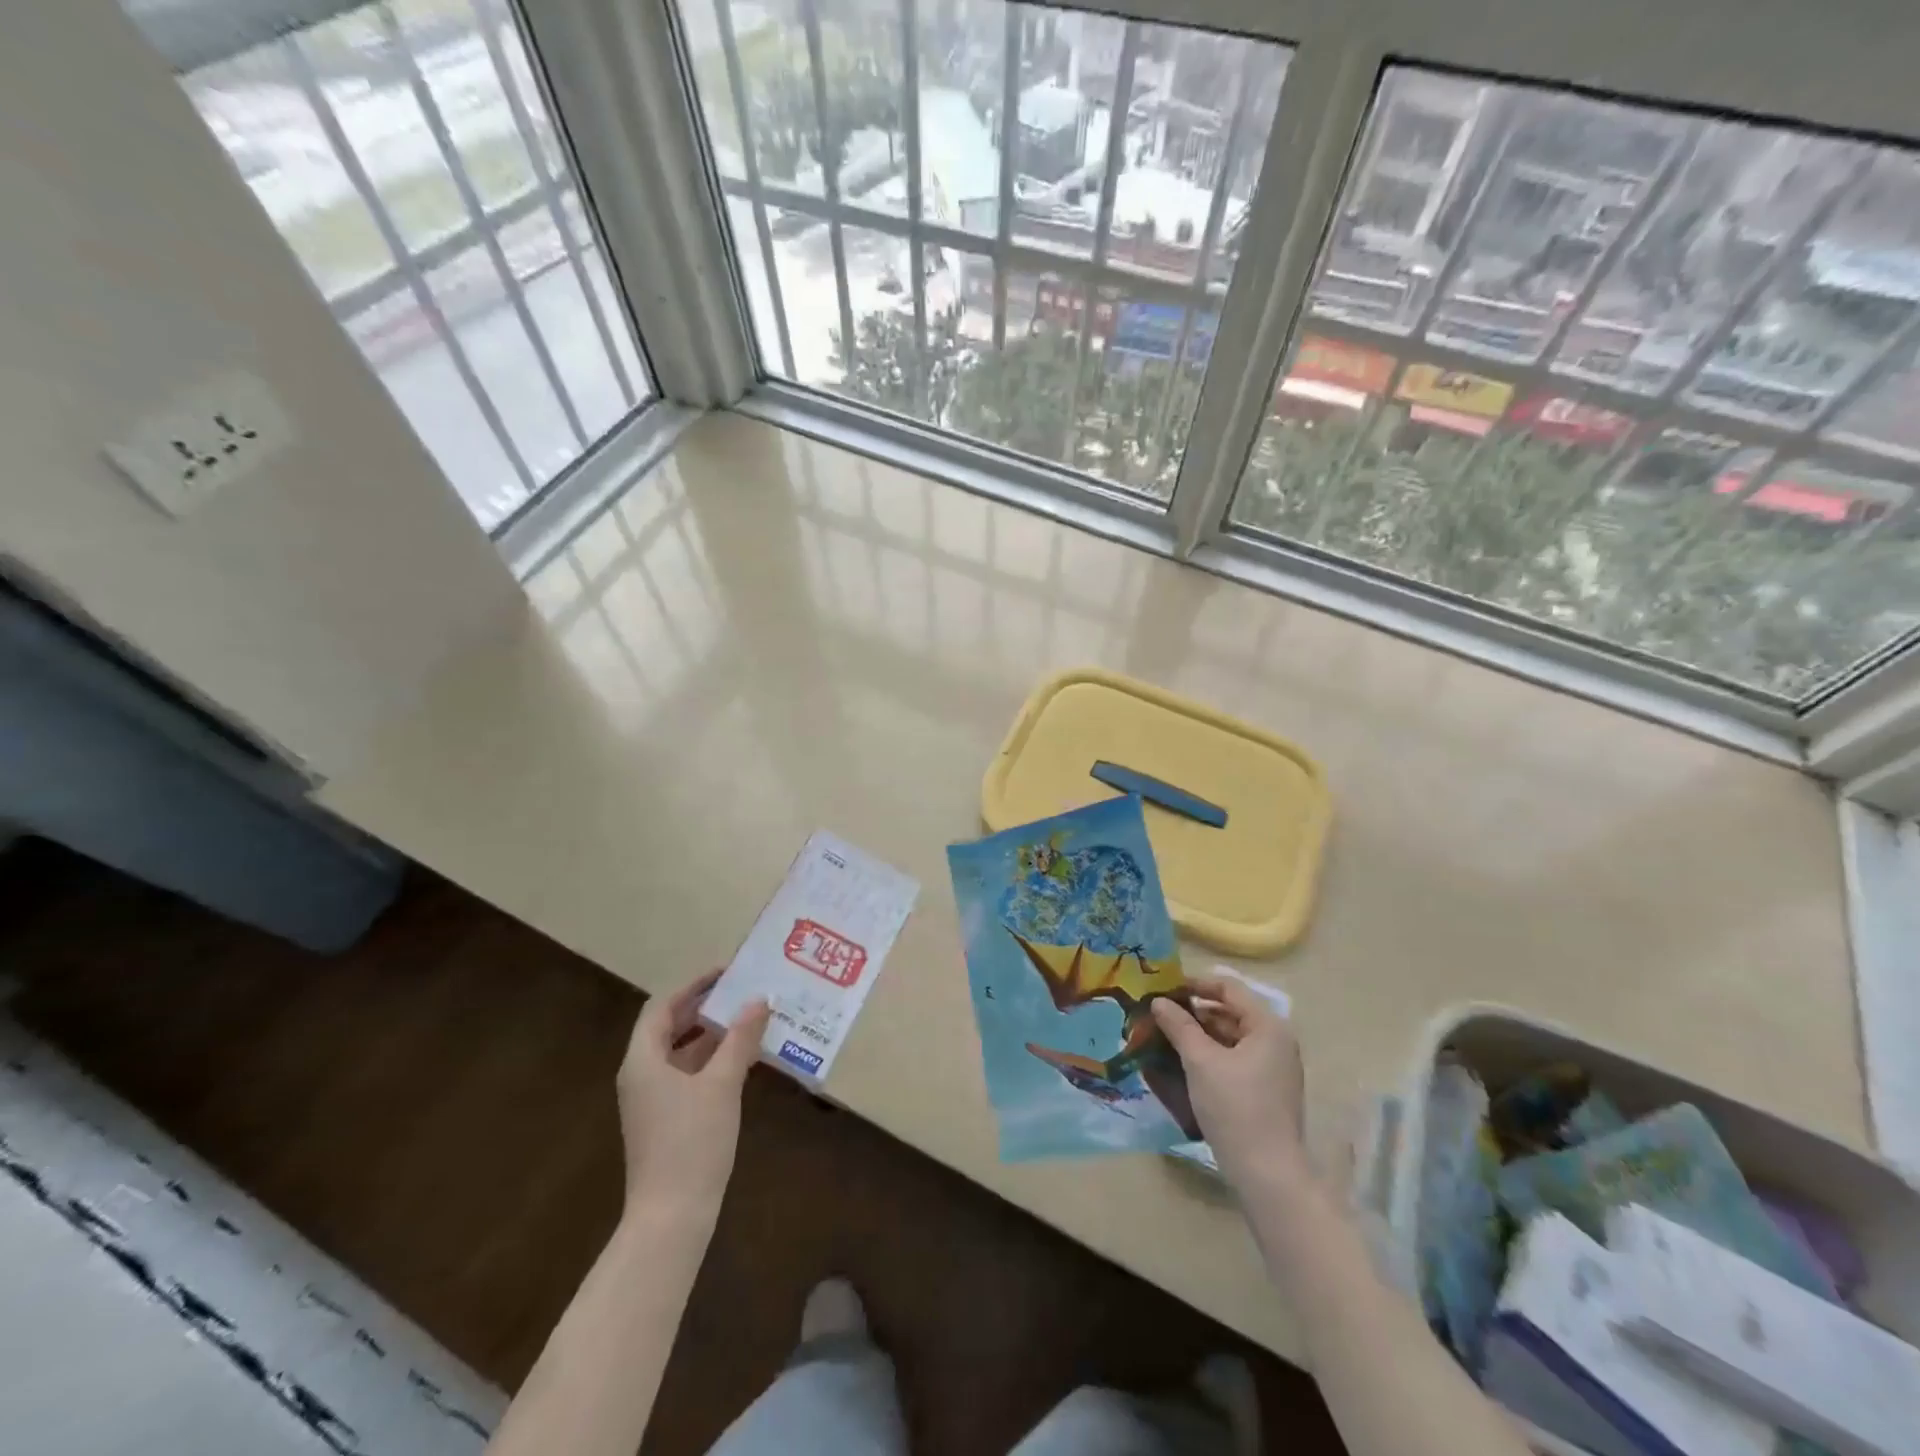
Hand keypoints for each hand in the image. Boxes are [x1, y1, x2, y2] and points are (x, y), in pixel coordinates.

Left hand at [617, 970, 769, 1218]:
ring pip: (681, 1052)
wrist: (671, 1217)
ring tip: (751, 1018)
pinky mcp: (666, 1120)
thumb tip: (759, 999)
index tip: (727, 972)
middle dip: (706, 1007)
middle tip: (744, 991)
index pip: (662, 1006)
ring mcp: (652, 1100)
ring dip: (713, 1034)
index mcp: (644, 1060)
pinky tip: (744, 1058)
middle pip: (670, 1027)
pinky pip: (688, 1075)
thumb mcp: (722, 1083)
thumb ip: (740, 1038)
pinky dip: (713, 1060)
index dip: (693, 985)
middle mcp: (642, 1074)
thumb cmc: (692, 1142)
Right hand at [1153, 975, 1311, 1195]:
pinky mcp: (1267, 1089)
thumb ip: (1179, 1026)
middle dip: (1194, 1010)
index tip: (1164, 989)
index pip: (1229, 987)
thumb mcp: (1200, 1062)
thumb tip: (1159, 1001)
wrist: (1268, 1175)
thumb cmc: (1235, 1108)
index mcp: (1268, 1026)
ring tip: (1166, 1036)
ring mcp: (1274, 1067)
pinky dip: (1211, 1054)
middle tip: (1160, 1014)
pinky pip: (1235, 1058)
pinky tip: (1184, 1062)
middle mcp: (1276, 1041)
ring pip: (1231, 1036)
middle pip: (1231, 1011)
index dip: (1195, 983)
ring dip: (1200, 1033)